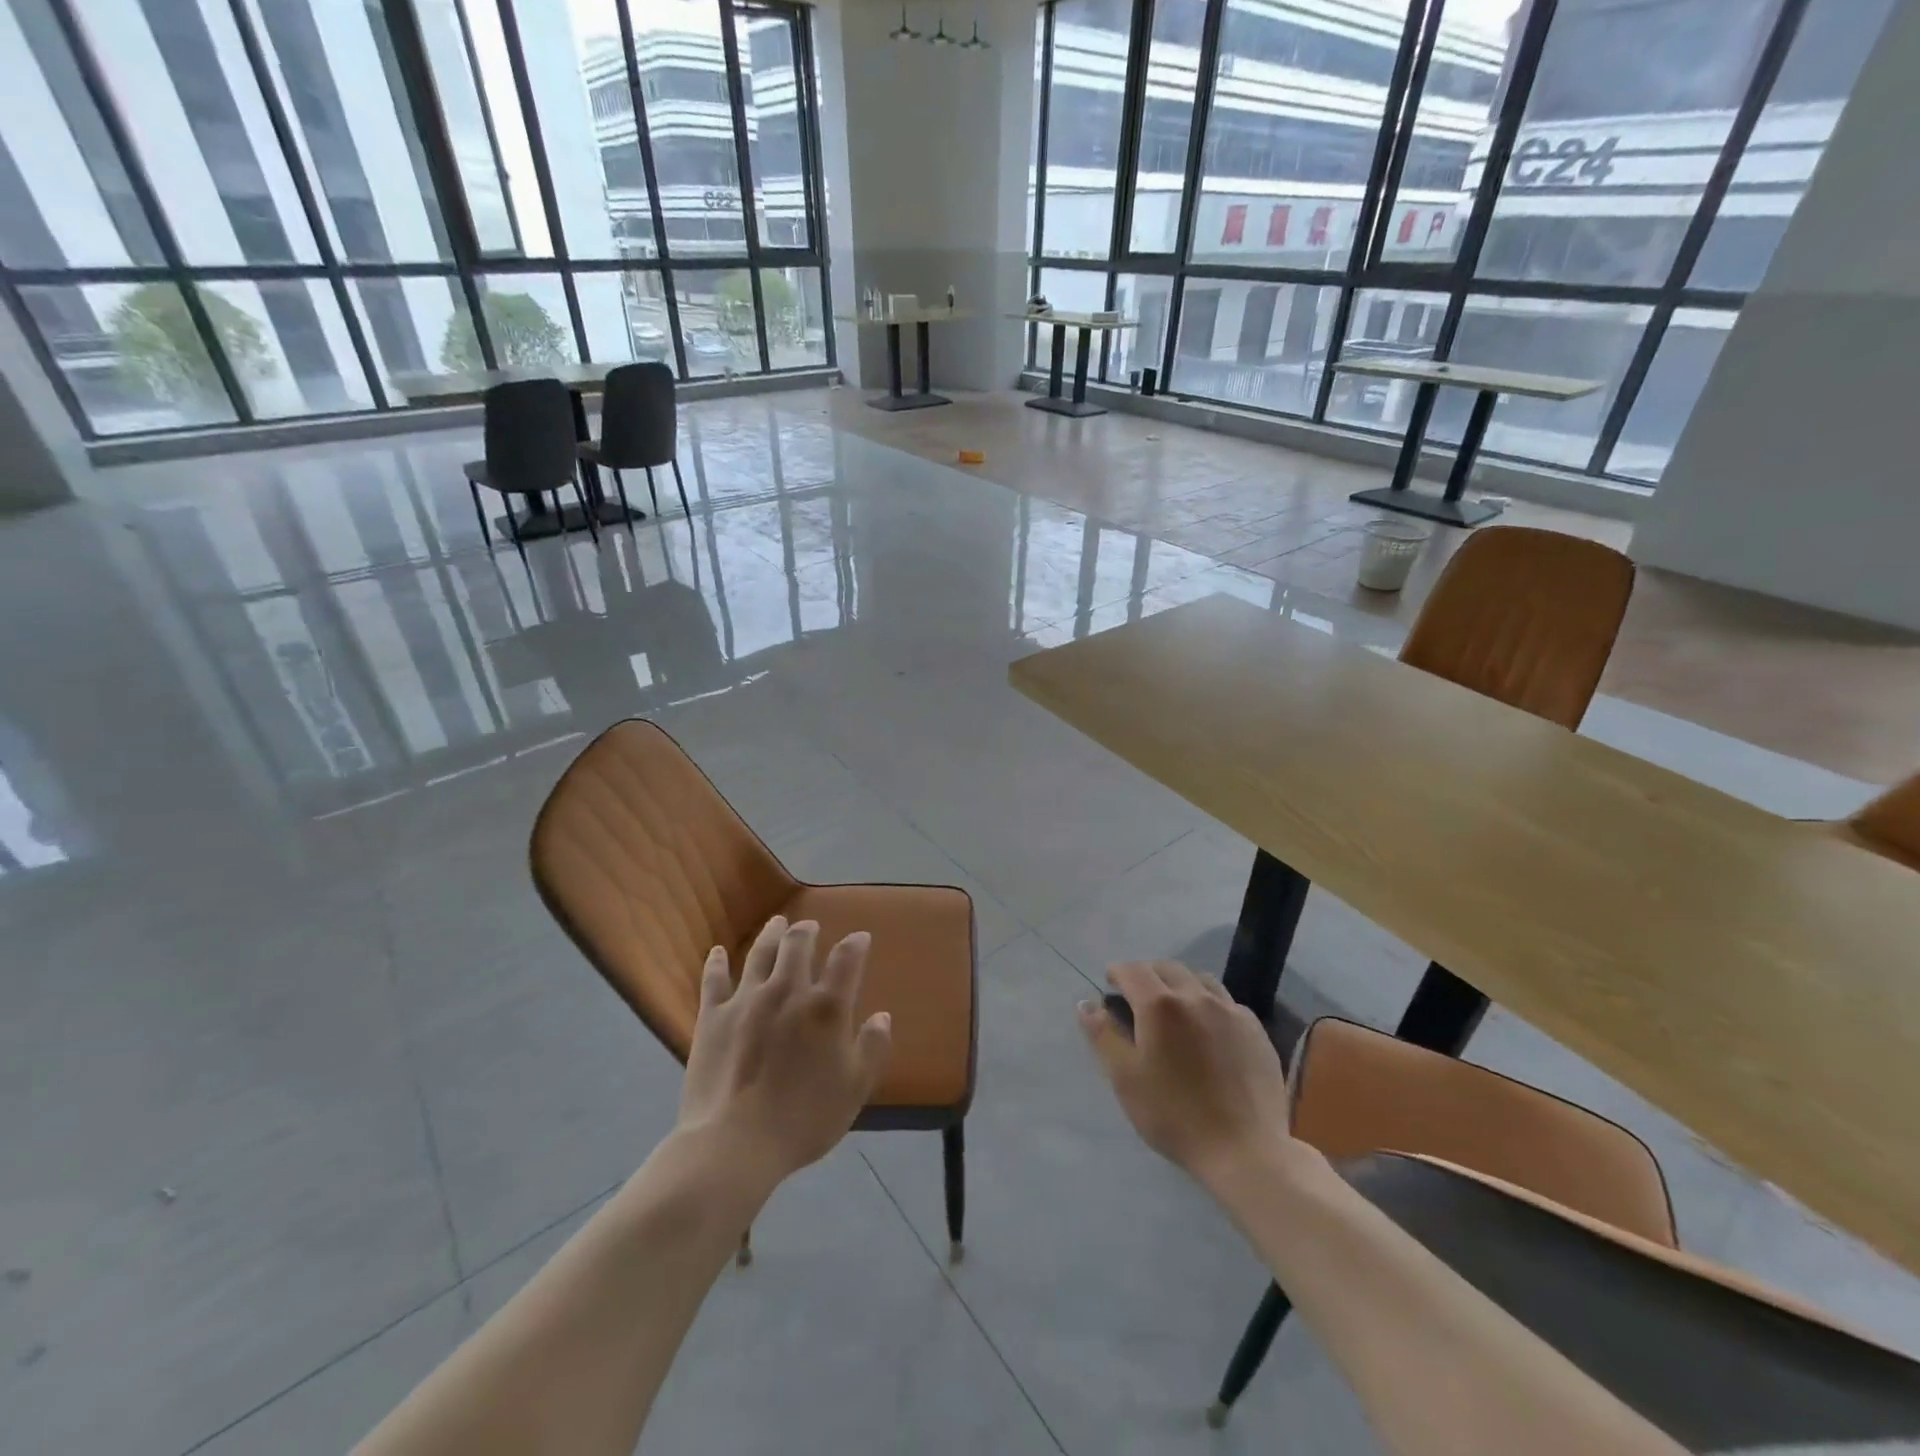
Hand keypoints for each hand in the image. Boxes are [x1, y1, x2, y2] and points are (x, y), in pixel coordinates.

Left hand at [679, 917, 892, 1182]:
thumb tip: (883, 1016)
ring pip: (760, 953)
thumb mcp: (854, 1089)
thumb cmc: (803, 1120)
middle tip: (810, 926)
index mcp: (826, 1007)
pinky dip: (717, 962)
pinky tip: (717, 951)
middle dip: (808, 931)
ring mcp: (746, 999)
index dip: (856, 944)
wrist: (734, 1144)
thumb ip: (873, 1048)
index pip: (846, 960)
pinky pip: (714, 979)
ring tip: (777, 922)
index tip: (860, 938)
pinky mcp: (712, 1016)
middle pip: (798, 945)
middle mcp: (787, 990)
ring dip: (771, 934)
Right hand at [1079, 961, 1295, 1190]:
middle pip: (1167, 968)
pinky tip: (1209, 1028)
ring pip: (1200, 979)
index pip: (1132, 971)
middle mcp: (1196, 996)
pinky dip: (1209, 1003)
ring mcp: (1230, 1010)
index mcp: (1159, 1004)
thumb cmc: (1174, 1114)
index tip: (1110, 985)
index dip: (1117, 973)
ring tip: (1174, 1007)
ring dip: (1180, 984)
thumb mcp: (1125, 1078)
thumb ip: (1102, 1035)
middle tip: (1137, 995)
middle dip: (1147, 974)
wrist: (1245, 1150)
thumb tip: (1085, 1004)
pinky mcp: (1256, 1030)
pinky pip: (1227, 1002)